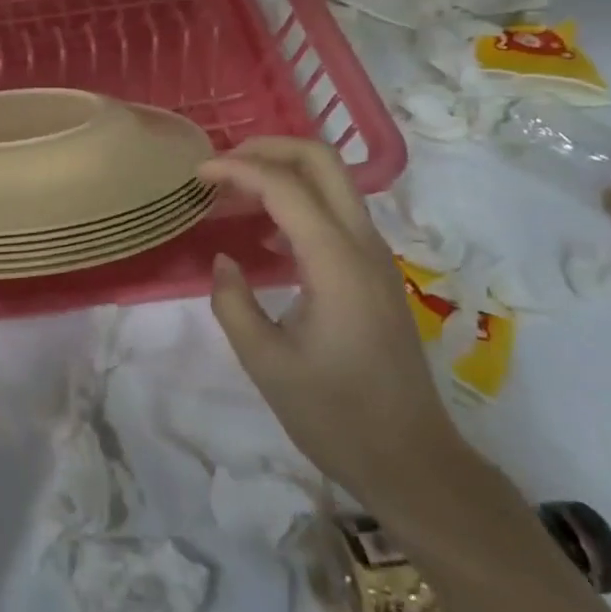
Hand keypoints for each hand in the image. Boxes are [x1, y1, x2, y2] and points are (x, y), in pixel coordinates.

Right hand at [199, 138, 466, 511]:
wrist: (414, 462)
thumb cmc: (337, 417)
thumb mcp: (266, 363)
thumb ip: (233, 302)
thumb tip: (225, 262)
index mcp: (336, 263)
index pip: (285, 186)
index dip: (237, 169)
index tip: (197, 174)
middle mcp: (362, 245)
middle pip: (321, 161)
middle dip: (268, 148)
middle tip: (221, 166)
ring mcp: (375, 257)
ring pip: (332, 181)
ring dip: (282, 172)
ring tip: (233, 194)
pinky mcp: (375, 273)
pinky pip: (335, 212)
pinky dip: (297, 201)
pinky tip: (264, 235)